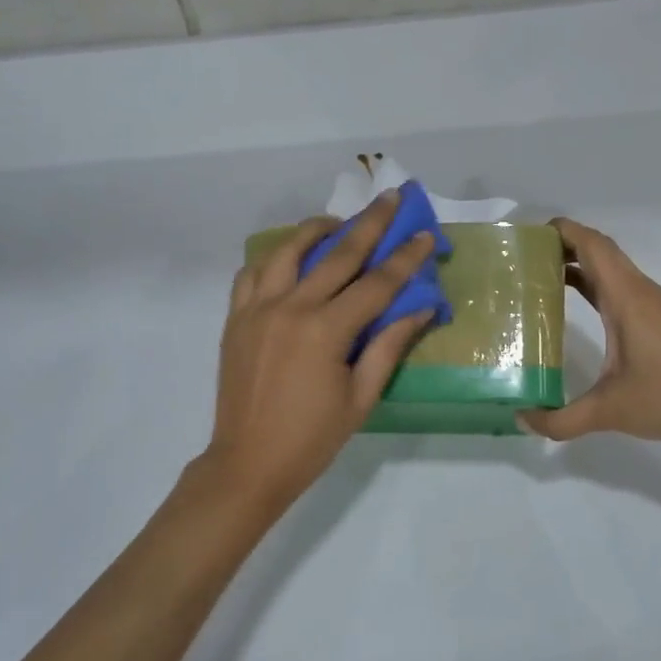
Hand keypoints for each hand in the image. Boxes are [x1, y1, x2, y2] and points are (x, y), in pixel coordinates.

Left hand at [200, 191, 437, 516]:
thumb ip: (389, 346)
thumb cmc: (312, 438)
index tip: (424, 234)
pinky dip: (274, 259)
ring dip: (316, 229)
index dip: (405, 259)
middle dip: (370, 223)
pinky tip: (290, 260)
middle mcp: (290, 307)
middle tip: (391, 197)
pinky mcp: (236, 318)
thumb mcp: (361, 397)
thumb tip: (420, 308)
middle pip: (337, 254)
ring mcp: (257, 309)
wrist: (248, 462)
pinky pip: (252, 273)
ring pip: (287, 251)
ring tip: (338, 223)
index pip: (376, 284)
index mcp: (325, 331)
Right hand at [519, 217, 660, 453]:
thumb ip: (561, 420)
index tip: (528, 235)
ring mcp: (655, 306)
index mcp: (627, 299)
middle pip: (601, 251)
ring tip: (542, 278)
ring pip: (613, 270)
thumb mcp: (610, 412)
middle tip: (525, 258)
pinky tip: (579, 308)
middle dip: (564, 245)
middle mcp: (641, 293)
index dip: (562, 231)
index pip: (593, 246)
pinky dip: (596, 286)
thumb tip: (523, 420)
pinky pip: (623, 289)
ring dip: (580, 265)